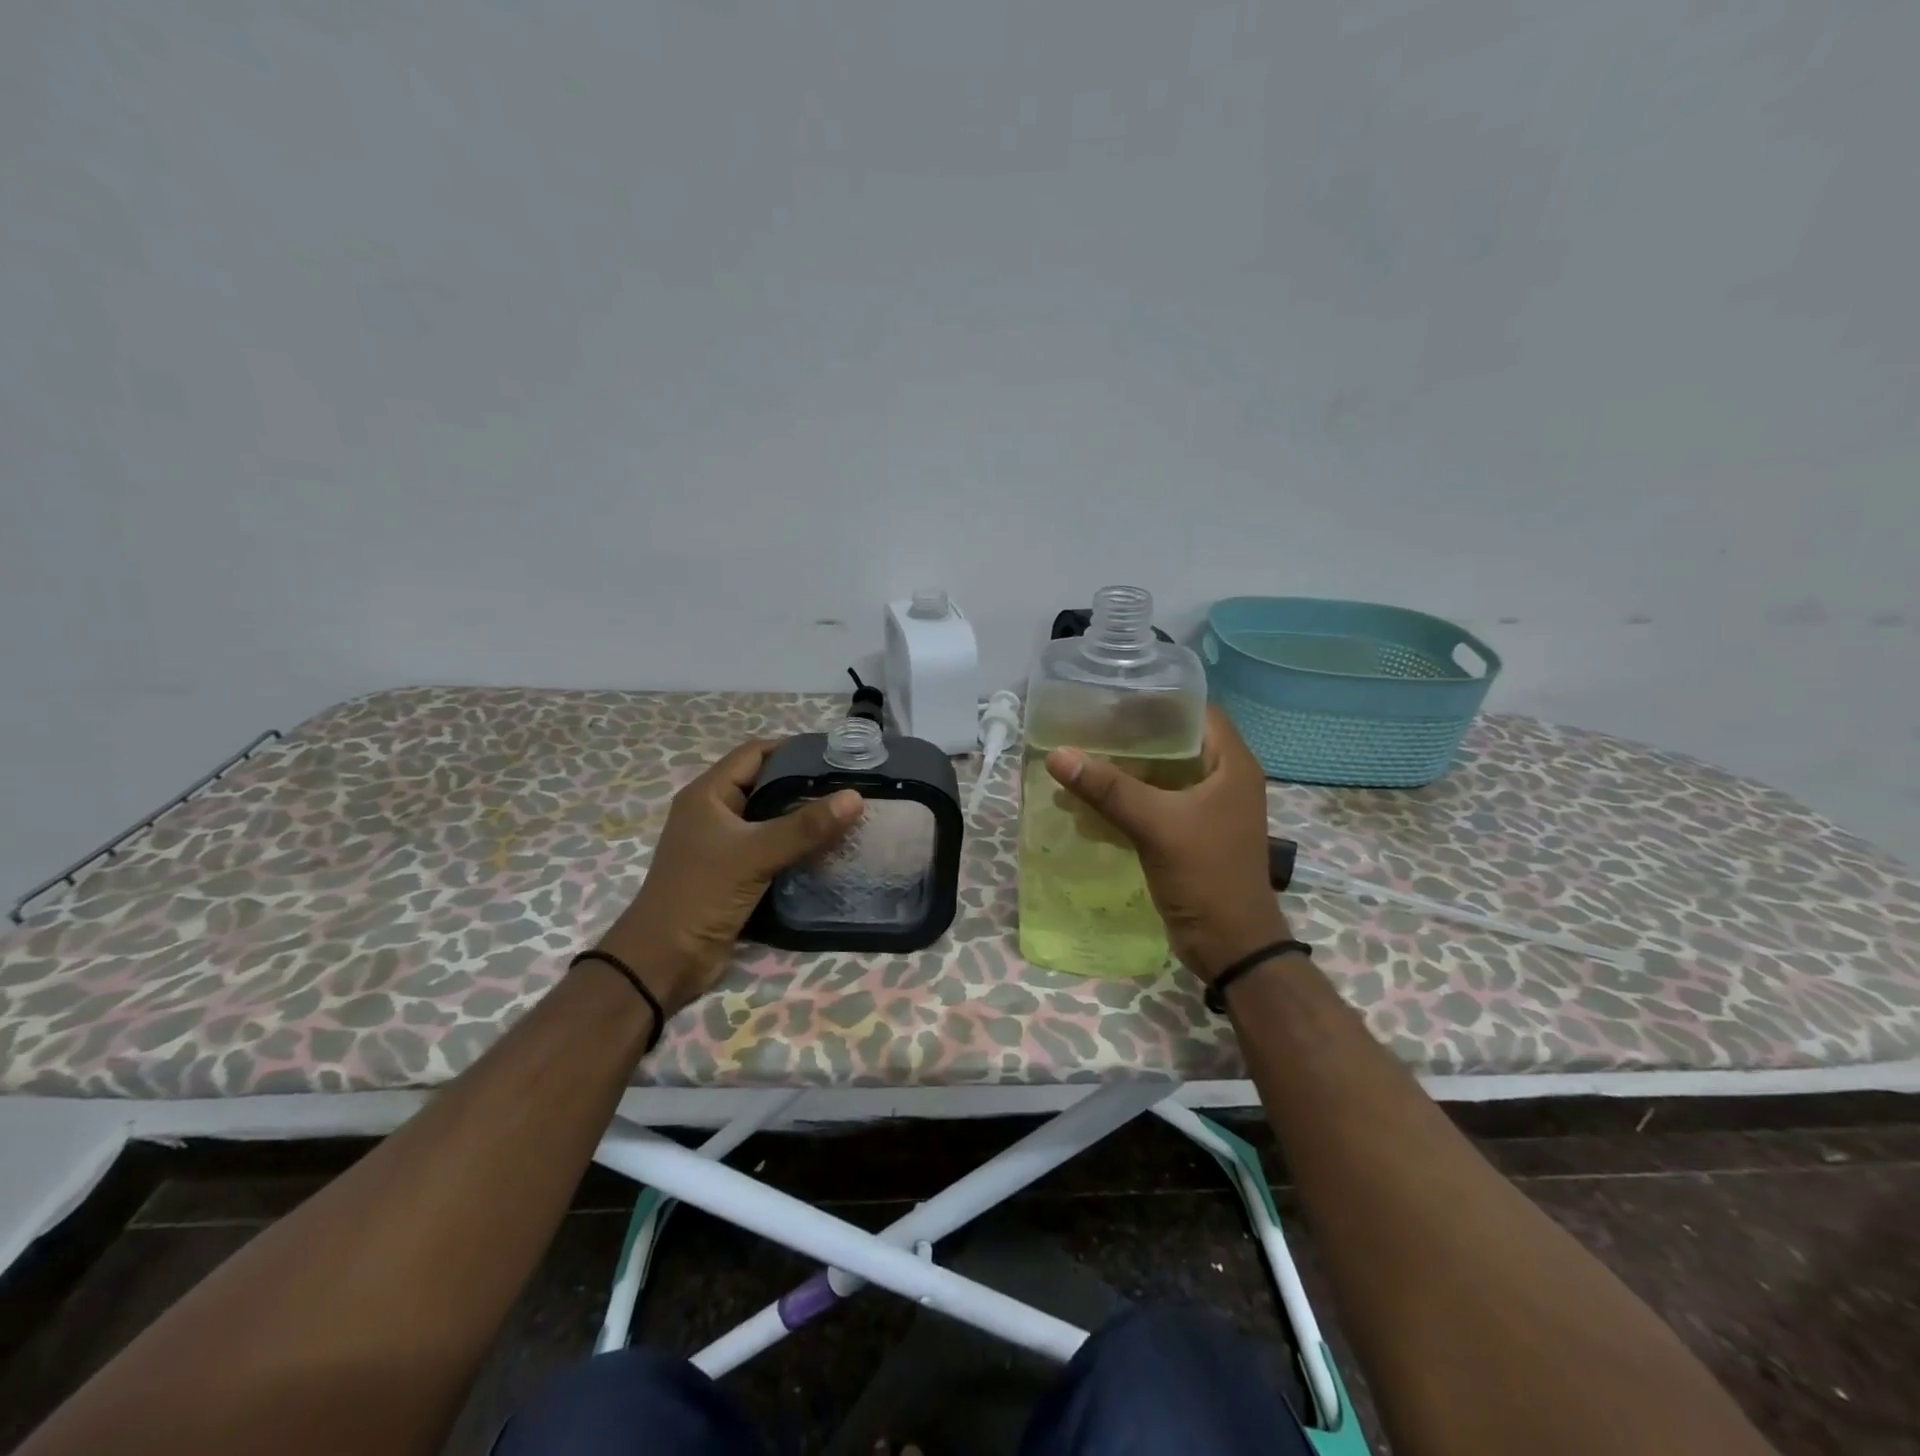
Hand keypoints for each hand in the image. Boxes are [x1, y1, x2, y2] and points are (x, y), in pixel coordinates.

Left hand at [595, 740, 862, 1015]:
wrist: (664, 962)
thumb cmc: (700, 895)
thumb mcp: (755, 855)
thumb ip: (804, 827)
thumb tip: (855, 797)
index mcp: (708, 795)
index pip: (755, 753)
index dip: (793, 748)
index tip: (837, 754)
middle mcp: (715, 813)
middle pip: (766, 784)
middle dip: (806, 784)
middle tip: (851, 786)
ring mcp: (724, 845)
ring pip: (771, 819)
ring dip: (805, 819)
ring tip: (849, 815)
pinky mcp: (735, 873)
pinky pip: (772, 849)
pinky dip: (798, 847)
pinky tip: (830, 850)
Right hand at [1046, 706, 1288, 980]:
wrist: (1230, 946)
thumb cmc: (1206, 875)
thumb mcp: (1157, 825)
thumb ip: (1109, 789)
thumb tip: (1058, 755)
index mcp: (1231, 765)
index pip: (1197, 712)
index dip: (1159, 700)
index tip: (1114, 697)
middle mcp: (1222, 780)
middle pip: (1174, 743)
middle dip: (1131, 737)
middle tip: (1087, 727)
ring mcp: (1206, 810)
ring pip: (1160, 776)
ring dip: (1122, 772)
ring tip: (1078, 761)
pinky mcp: (1188, 836)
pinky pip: (1153, 806)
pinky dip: (1123, 802)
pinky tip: (1086, 804)